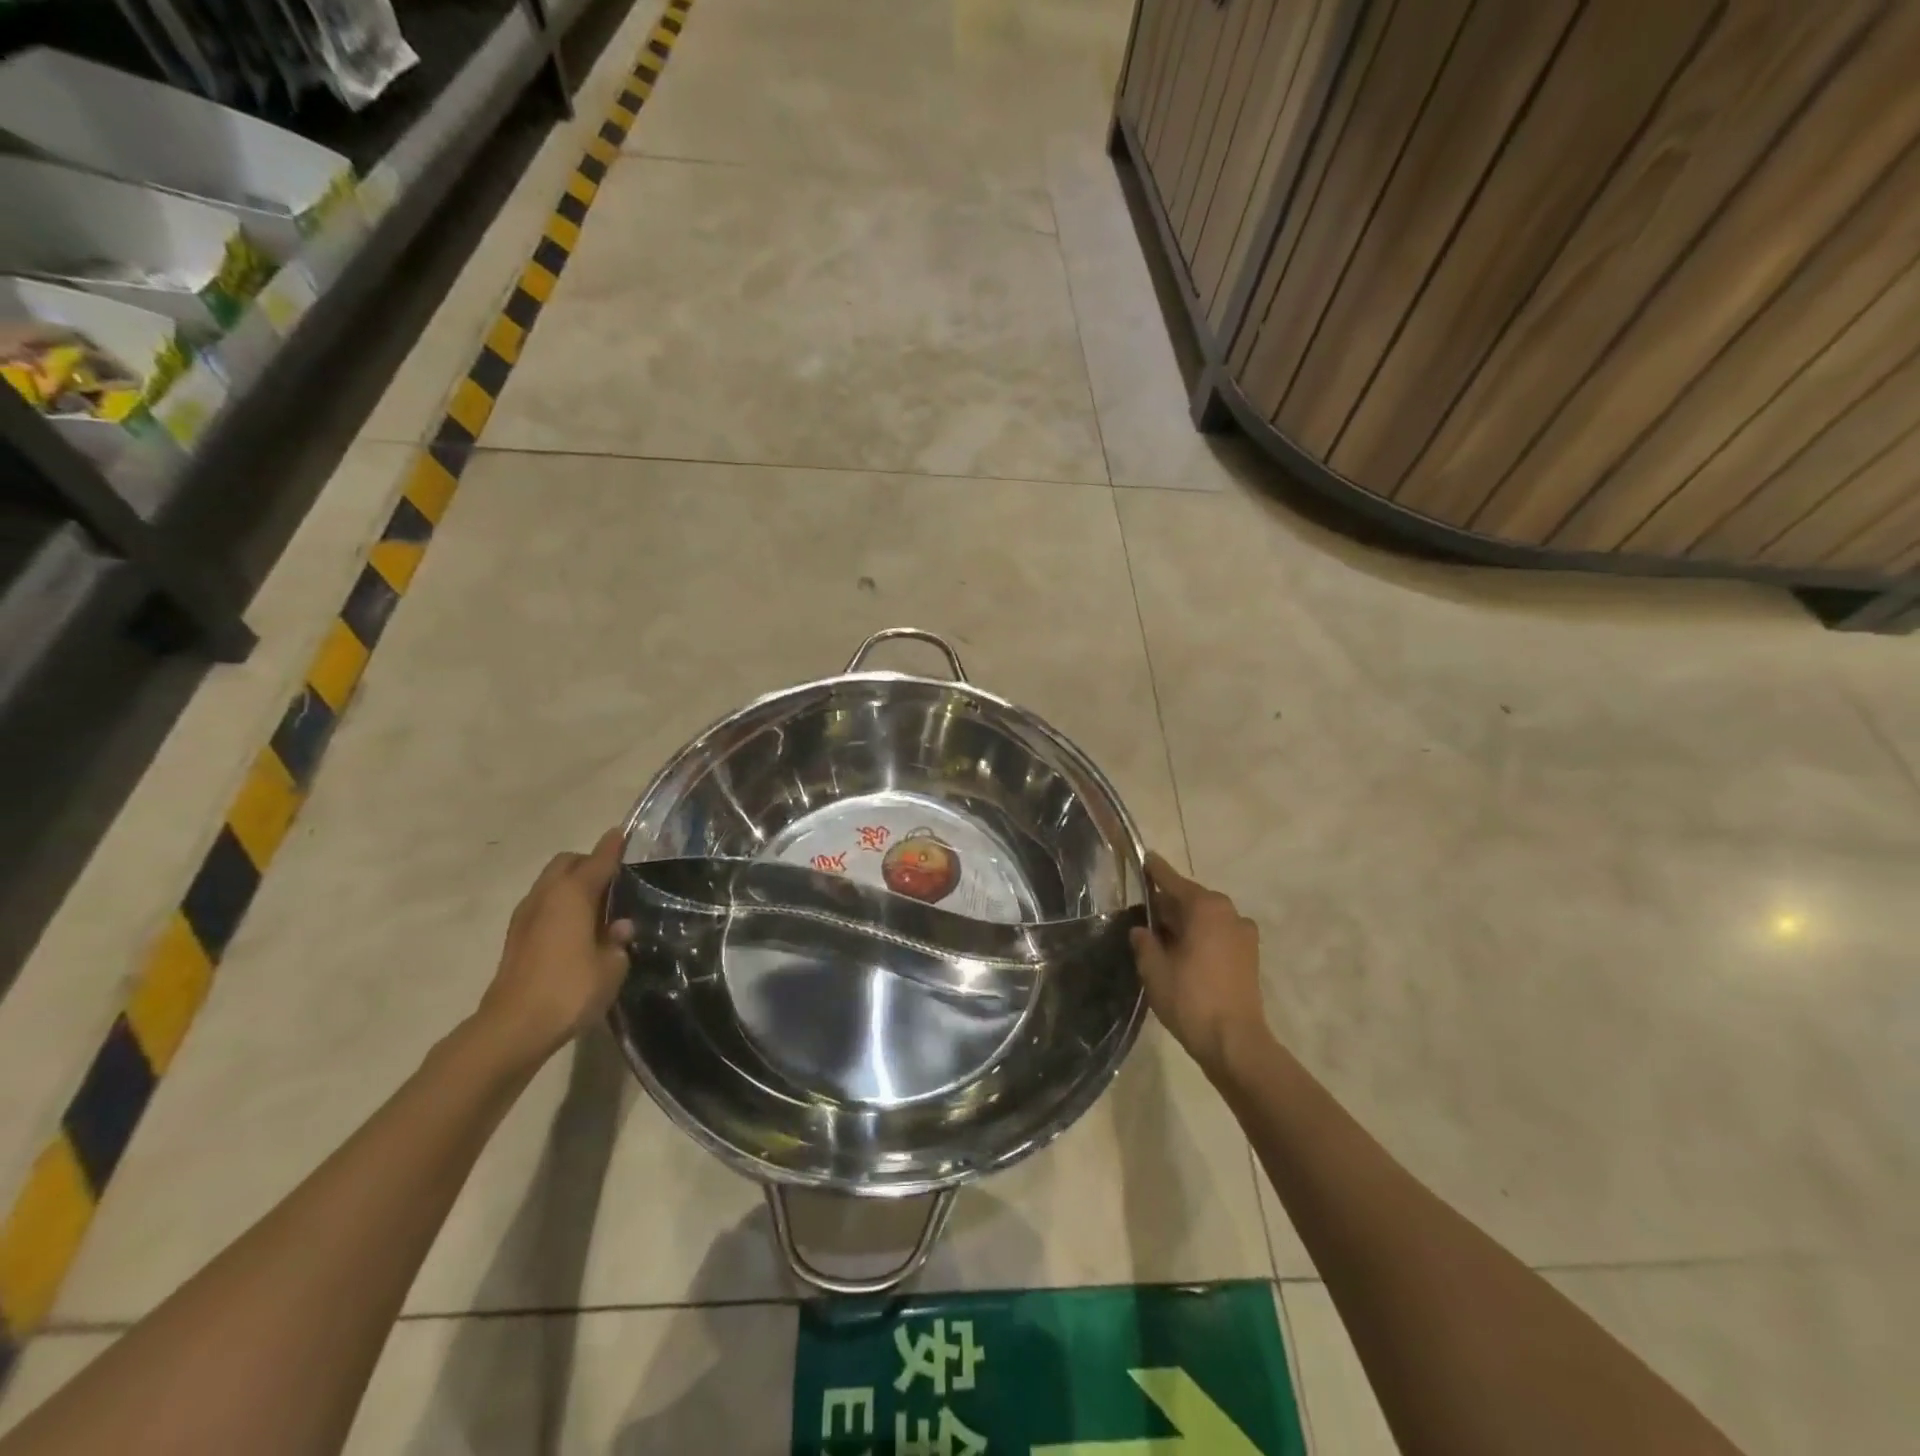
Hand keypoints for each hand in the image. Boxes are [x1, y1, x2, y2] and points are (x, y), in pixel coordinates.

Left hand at [474, 828, 634, 1065]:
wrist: (513, 1028)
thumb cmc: (570, 990)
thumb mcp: (611, 967)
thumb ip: (617, 941)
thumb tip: (619, 927)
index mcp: (572, 894)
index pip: (598, 860)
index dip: (613, 847)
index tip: (624, 834)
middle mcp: (546, 896)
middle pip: (566, 864)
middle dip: (588, 863)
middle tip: (613, 879)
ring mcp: (525, 917)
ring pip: (551, 884)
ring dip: (572, 886)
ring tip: (598, 906)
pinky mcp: (515, 938)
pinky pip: (543, 906)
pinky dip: (560, 906)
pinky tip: (577, 929)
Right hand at [1131, 852, 1269, 1077]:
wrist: (1235, 1043)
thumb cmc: (1191, 999)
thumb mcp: (1155, 969)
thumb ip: (1145, 942)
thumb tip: (1142, 930)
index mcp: (1205, 908)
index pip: (1173, 881)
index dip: (1155, 870)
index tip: (1144, 857)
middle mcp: (1228, 913)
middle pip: (1191, 900)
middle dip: (1167, 905)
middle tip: (1142, 914)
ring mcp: (1243, 935)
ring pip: (1205, 919)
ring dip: (1184, 924)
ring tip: (1160, 938)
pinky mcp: (1249, 956)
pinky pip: (1217, 935)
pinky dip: (1200, 937)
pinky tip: (1182, 955)